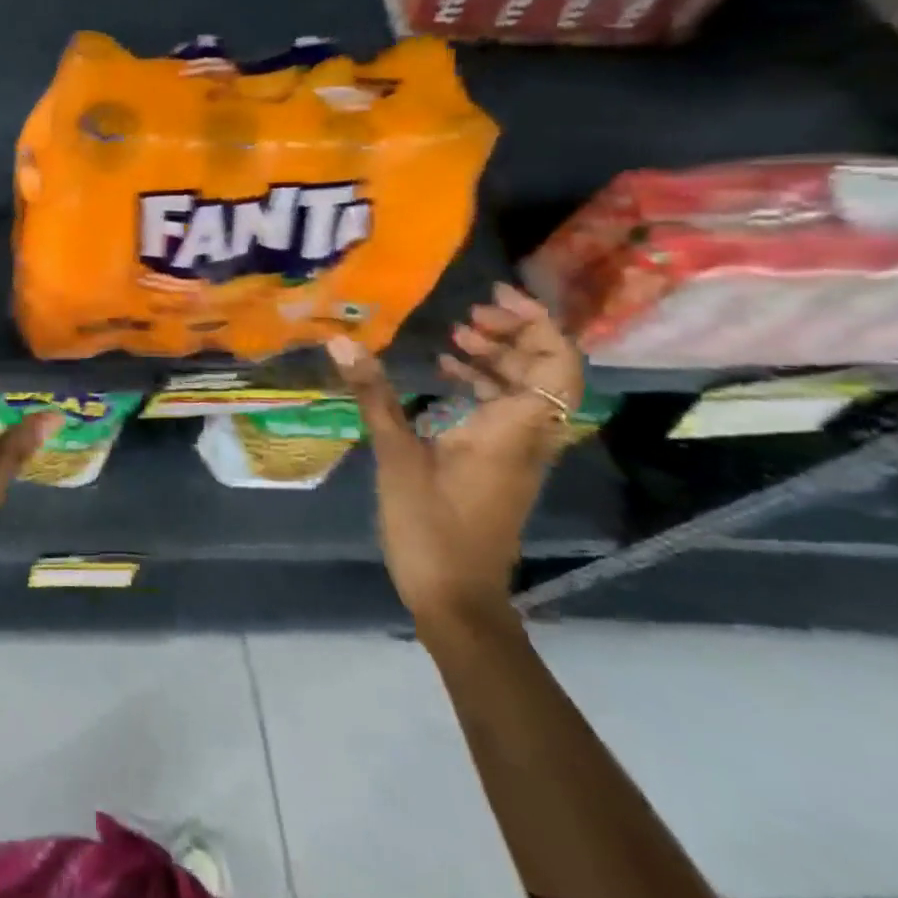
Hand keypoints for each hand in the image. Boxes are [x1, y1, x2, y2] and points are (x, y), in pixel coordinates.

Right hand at [327, 283, 584, 632]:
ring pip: (527, 392)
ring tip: (453, 338)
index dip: (537, 323)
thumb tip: (341, 342)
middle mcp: (528, 438)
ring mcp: (517, 454)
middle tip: (466, 315)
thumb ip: (374, 395)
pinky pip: (506, 413)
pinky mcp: (500, 467)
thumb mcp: (396, 456)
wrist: (455, 598)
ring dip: (498, 360)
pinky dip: (484, 387)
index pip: (556, 364)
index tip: (493, 298)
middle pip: (546, 372)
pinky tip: (445, 378)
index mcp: (513, 430)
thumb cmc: (429, 526)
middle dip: (513, 334)